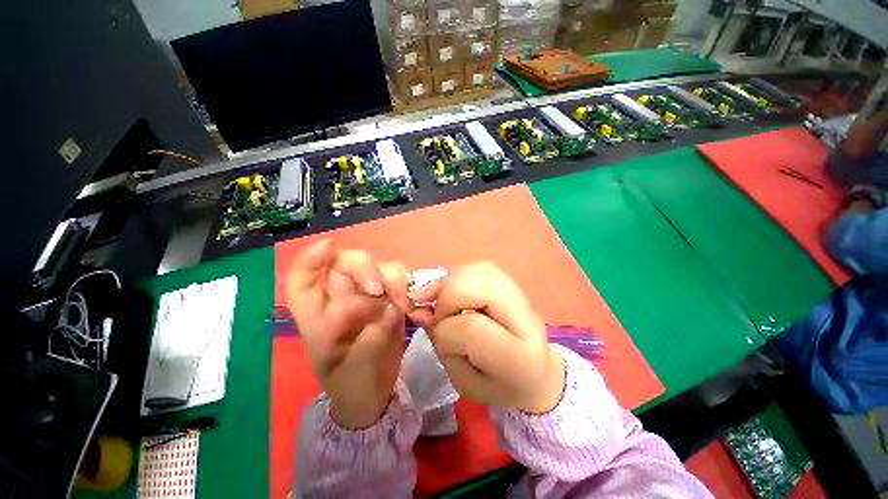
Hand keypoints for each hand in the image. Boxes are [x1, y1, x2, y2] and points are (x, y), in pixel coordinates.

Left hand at [287, 240, 409, 428]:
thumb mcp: (362, 366)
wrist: (373, 392)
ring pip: (375, 265)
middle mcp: (340, 300)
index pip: (303, 282)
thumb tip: (394, 307)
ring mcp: (365, 296)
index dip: (309, 260)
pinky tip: (410, 300)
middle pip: (344, 262)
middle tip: (380, 291)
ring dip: (391, 276)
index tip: (328, 246)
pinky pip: (395, 276)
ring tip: (404, 301)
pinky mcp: (387, 296)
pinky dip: (404, 282)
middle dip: (364, 268)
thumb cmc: (356, 383)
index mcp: (319, 318)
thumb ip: (377, 336)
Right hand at [407, 263, 564, 413]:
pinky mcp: (512, 282)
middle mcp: (525, 317)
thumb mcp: (465, 380)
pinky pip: (479, 267)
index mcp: (517, 356)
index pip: (471, 328)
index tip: (440, 337)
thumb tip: (418, 309)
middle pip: (478, 287)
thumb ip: (442, 345)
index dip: (445, 329)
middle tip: (434, 311)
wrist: (537, 373)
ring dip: (450, 283)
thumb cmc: (499, 386)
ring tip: (441, 300)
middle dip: (446, 296)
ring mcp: (521, 294)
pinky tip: (454, 291)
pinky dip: (459, 275)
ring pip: (478, 270)